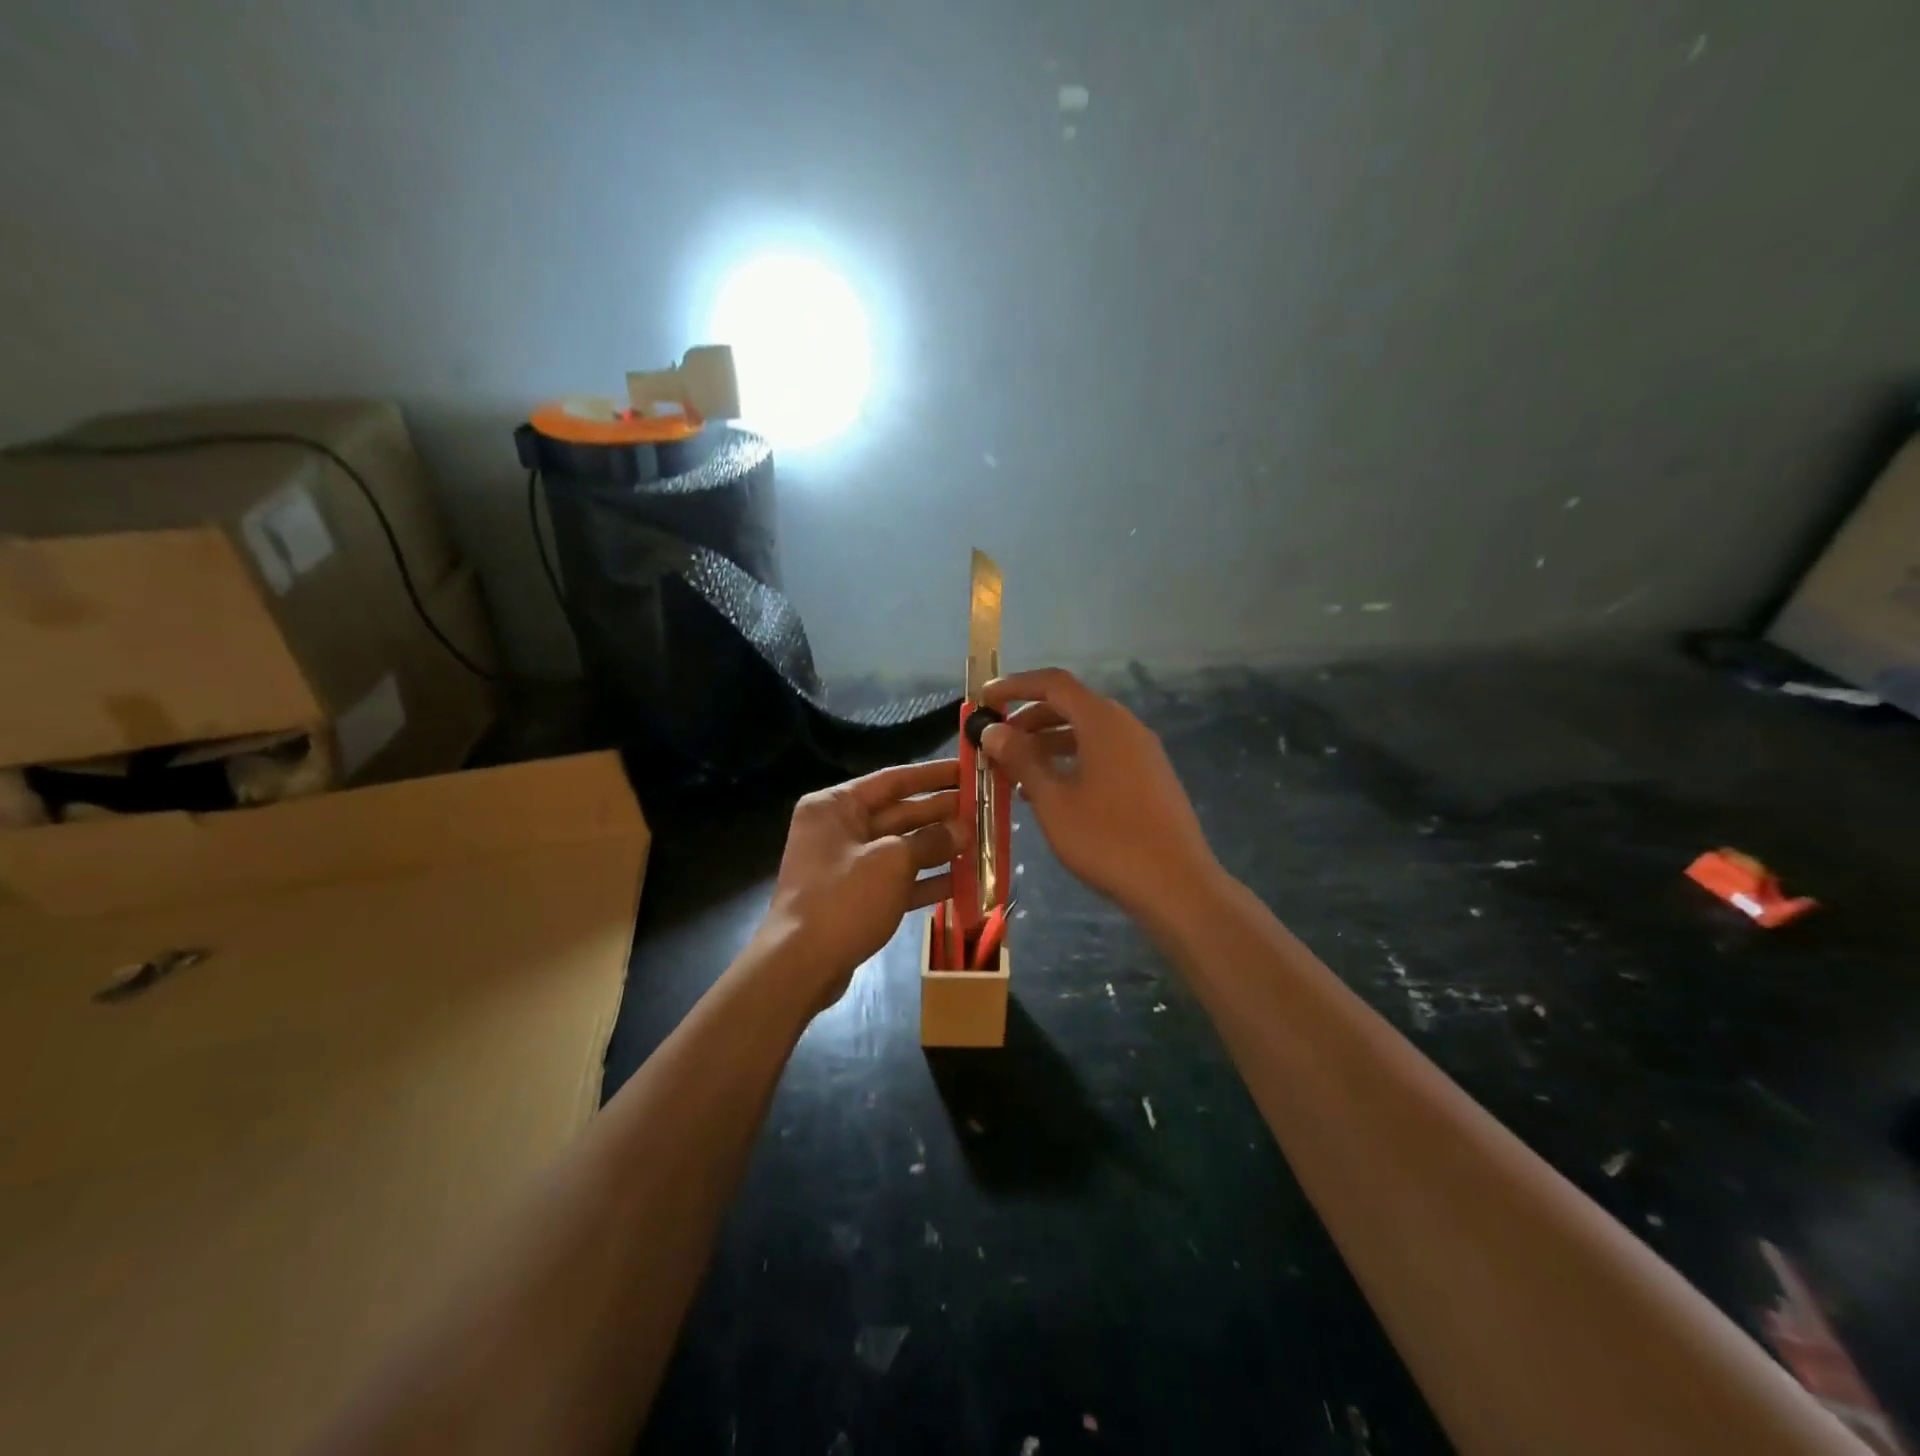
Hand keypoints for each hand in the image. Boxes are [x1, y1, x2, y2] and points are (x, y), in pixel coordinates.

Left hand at [758, 759, 964, 1010]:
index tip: (967, 770)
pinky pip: (897, 880)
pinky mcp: (856, 897)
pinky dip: (926, 880)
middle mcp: (839, 829)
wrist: (799, 966)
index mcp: (836, 806)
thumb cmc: (843, 899)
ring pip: (901, 848)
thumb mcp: (892, 862)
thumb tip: (962, 829)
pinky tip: (962, 881)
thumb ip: (930, 840)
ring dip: (939, 847)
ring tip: (980, 843)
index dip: (933, 775)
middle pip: (899, 813)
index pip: (892, 780)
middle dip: (941, 813)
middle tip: (983, 809)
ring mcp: (847, 865)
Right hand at [980, 669, 1219, 918]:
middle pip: (1071, 706)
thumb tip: (993, 730)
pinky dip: (1071, 761)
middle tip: (995, 742)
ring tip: (1014, 772)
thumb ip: (1022, 759)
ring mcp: (1142, 752)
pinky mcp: (1150, 777)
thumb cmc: (1107, 839)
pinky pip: (1103, 754)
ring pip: (1086, 733)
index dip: (1016, 686)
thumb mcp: (1053, 800)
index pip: (1054, 683)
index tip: (985, 700)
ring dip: (1048, 744)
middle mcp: (1125, 726)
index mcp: (1102, 721)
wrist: (1177, 885)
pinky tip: (1051, 793)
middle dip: (1029, 719)